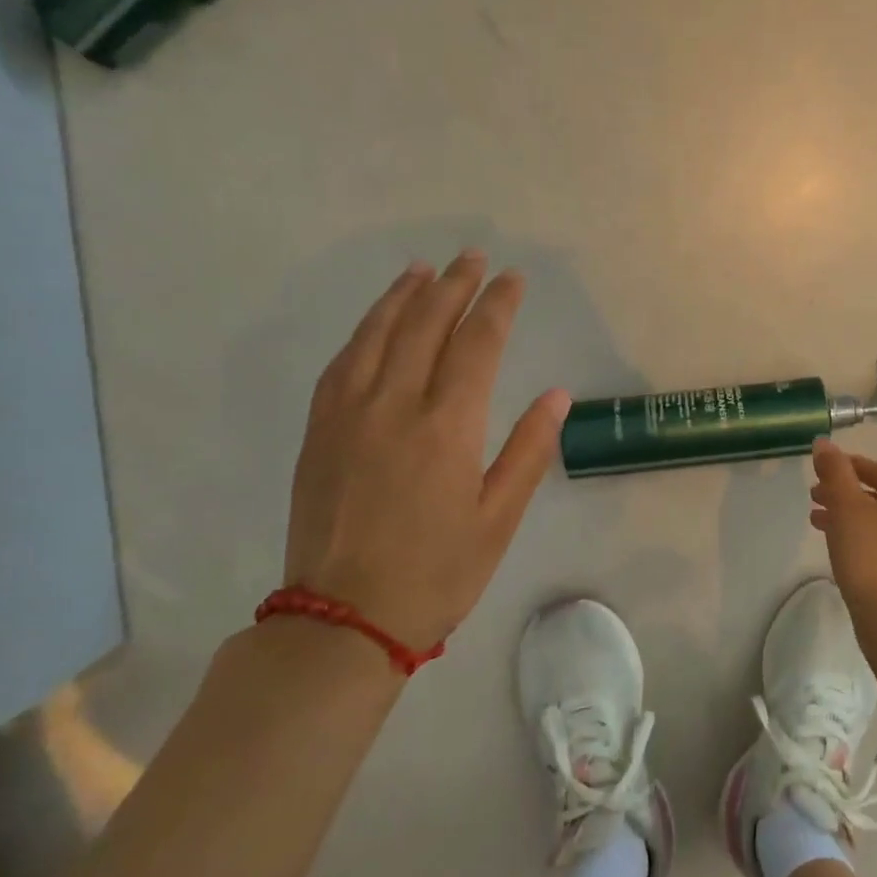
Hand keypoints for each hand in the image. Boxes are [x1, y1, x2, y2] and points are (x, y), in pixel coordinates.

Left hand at [282, 251, 568, 652]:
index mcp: (447, 427)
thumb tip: (557, 395)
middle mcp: (395, 405)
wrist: (344, 618)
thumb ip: (529, 451)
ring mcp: (349, 415)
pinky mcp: (320, 431)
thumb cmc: (437, 573)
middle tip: (472, 258)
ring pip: (376, 335)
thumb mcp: (499, 519)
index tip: (512, 279)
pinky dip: (364, 331)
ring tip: (423, 270)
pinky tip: (375, 321)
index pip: (477, 344)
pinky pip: (342, 363)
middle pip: (425, 325)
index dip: (497, 306)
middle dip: (453, 286)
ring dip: (403, 296)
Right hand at [810, 439, 876, 616]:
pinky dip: (855, 536)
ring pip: (875, 520)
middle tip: (814, 494)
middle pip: (876, 495)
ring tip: (816, 520)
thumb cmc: (868, 553)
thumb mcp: (846, 505)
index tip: (823, 467)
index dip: (849, 465)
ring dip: (845, 515)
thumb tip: (824, 443)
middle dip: (843, 491)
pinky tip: (836, 546)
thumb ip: (835, 471)